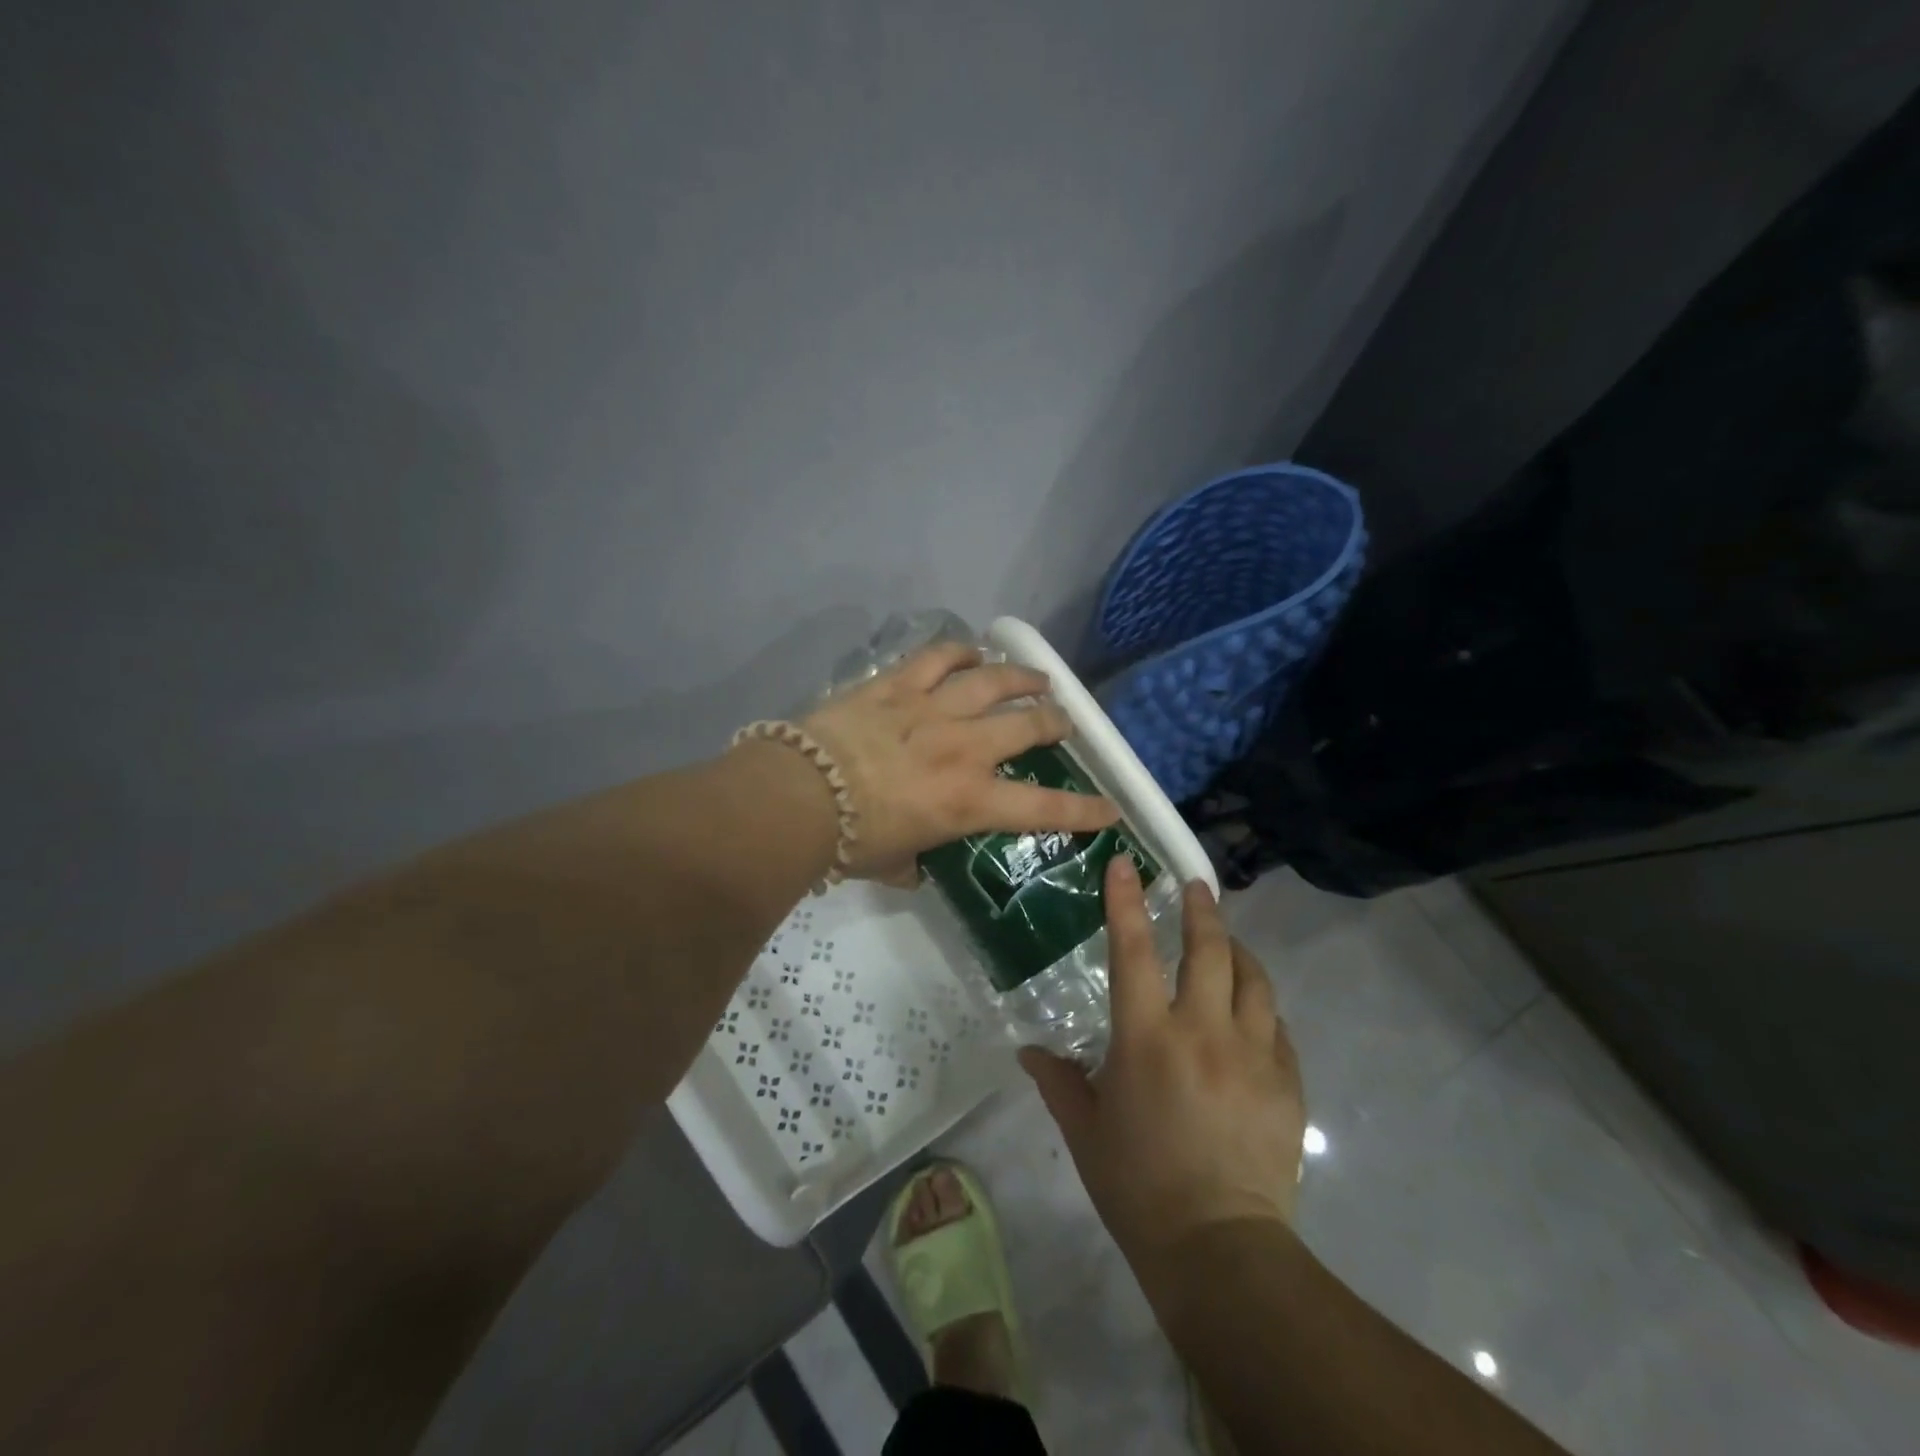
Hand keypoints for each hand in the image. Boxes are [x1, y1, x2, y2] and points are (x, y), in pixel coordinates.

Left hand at [800, 642, 1119, 880]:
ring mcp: (933, 710)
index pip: (1043, 809)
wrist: (798, 796)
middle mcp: (964, 749)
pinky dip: (959, 652)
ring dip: (1021, 678)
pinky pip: (938, 657)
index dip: (1084, 810)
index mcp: (968, 801)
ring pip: (993, 681)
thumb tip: (915, 868)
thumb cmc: (848, 841)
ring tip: (1037, 678)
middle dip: (1055, 723)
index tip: (1110, 808)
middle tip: (1063, 722)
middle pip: (1028, 725)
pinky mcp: (898, 685)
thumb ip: (913, 864)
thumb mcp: (892, 864)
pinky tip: (971, 651)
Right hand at [1021, 857, 1305, 1264]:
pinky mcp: (1286, 1082)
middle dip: (1201, 909)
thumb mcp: (1086, 1132)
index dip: (1126, 901)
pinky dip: (1260, 1006)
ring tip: (1228, 940)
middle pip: (1209, 949)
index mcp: (1146, 1038)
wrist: (1220, 1249)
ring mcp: (1252, 1054)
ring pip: (1253, 979)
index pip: (1133, 951)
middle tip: (1195, 886)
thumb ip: (1058, 1081)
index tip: (1125, 863)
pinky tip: (1252, 1010)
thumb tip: (1029, 1052)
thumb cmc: (1138, 1186)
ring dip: (1238, 951)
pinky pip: (1276, 1026)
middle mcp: (1202, 1031)